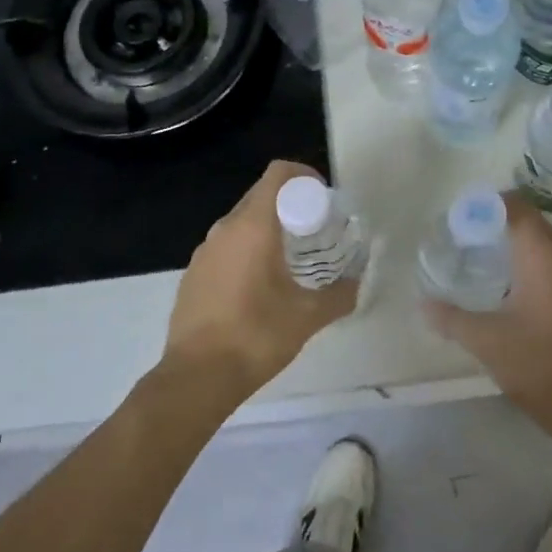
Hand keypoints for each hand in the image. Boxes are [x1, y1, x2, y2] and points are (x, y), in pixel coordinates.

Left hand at [163, 159, 357, 407]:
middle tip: (314, 230)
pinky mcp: (193, 274)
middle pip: (260, 195)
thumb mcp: (308, 316)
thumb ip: (340, 295)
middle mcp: (224, 229)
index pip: (278, 174)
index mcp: (252, 226)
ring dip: (267, 228)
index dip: (303, 175)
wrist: (196, 377)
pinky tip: (259, 285)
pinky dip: (246, 249)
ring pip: (241, 221)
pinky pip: (225, 246)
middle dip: (289, 203)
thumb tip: (357, 283)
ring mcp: (204, 251)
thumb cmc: (255, 336)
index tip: (323, 198)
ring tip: (290, 258)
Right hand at [423, 195, 551, 439]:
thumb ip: (450, 317)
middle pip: (533, 224)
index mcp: (544, 256)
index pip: (517, 207)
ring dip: (520, 248)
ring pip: (548, 247)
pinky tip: (517, 293)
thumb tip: (423, 303)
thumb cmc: (539, 366)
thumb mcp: (486, 341)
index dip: (488, 205)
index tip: (462, 219)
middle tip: (468, 242)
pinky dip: (537, 268)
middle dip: (500, 226)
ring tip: (488, 266)